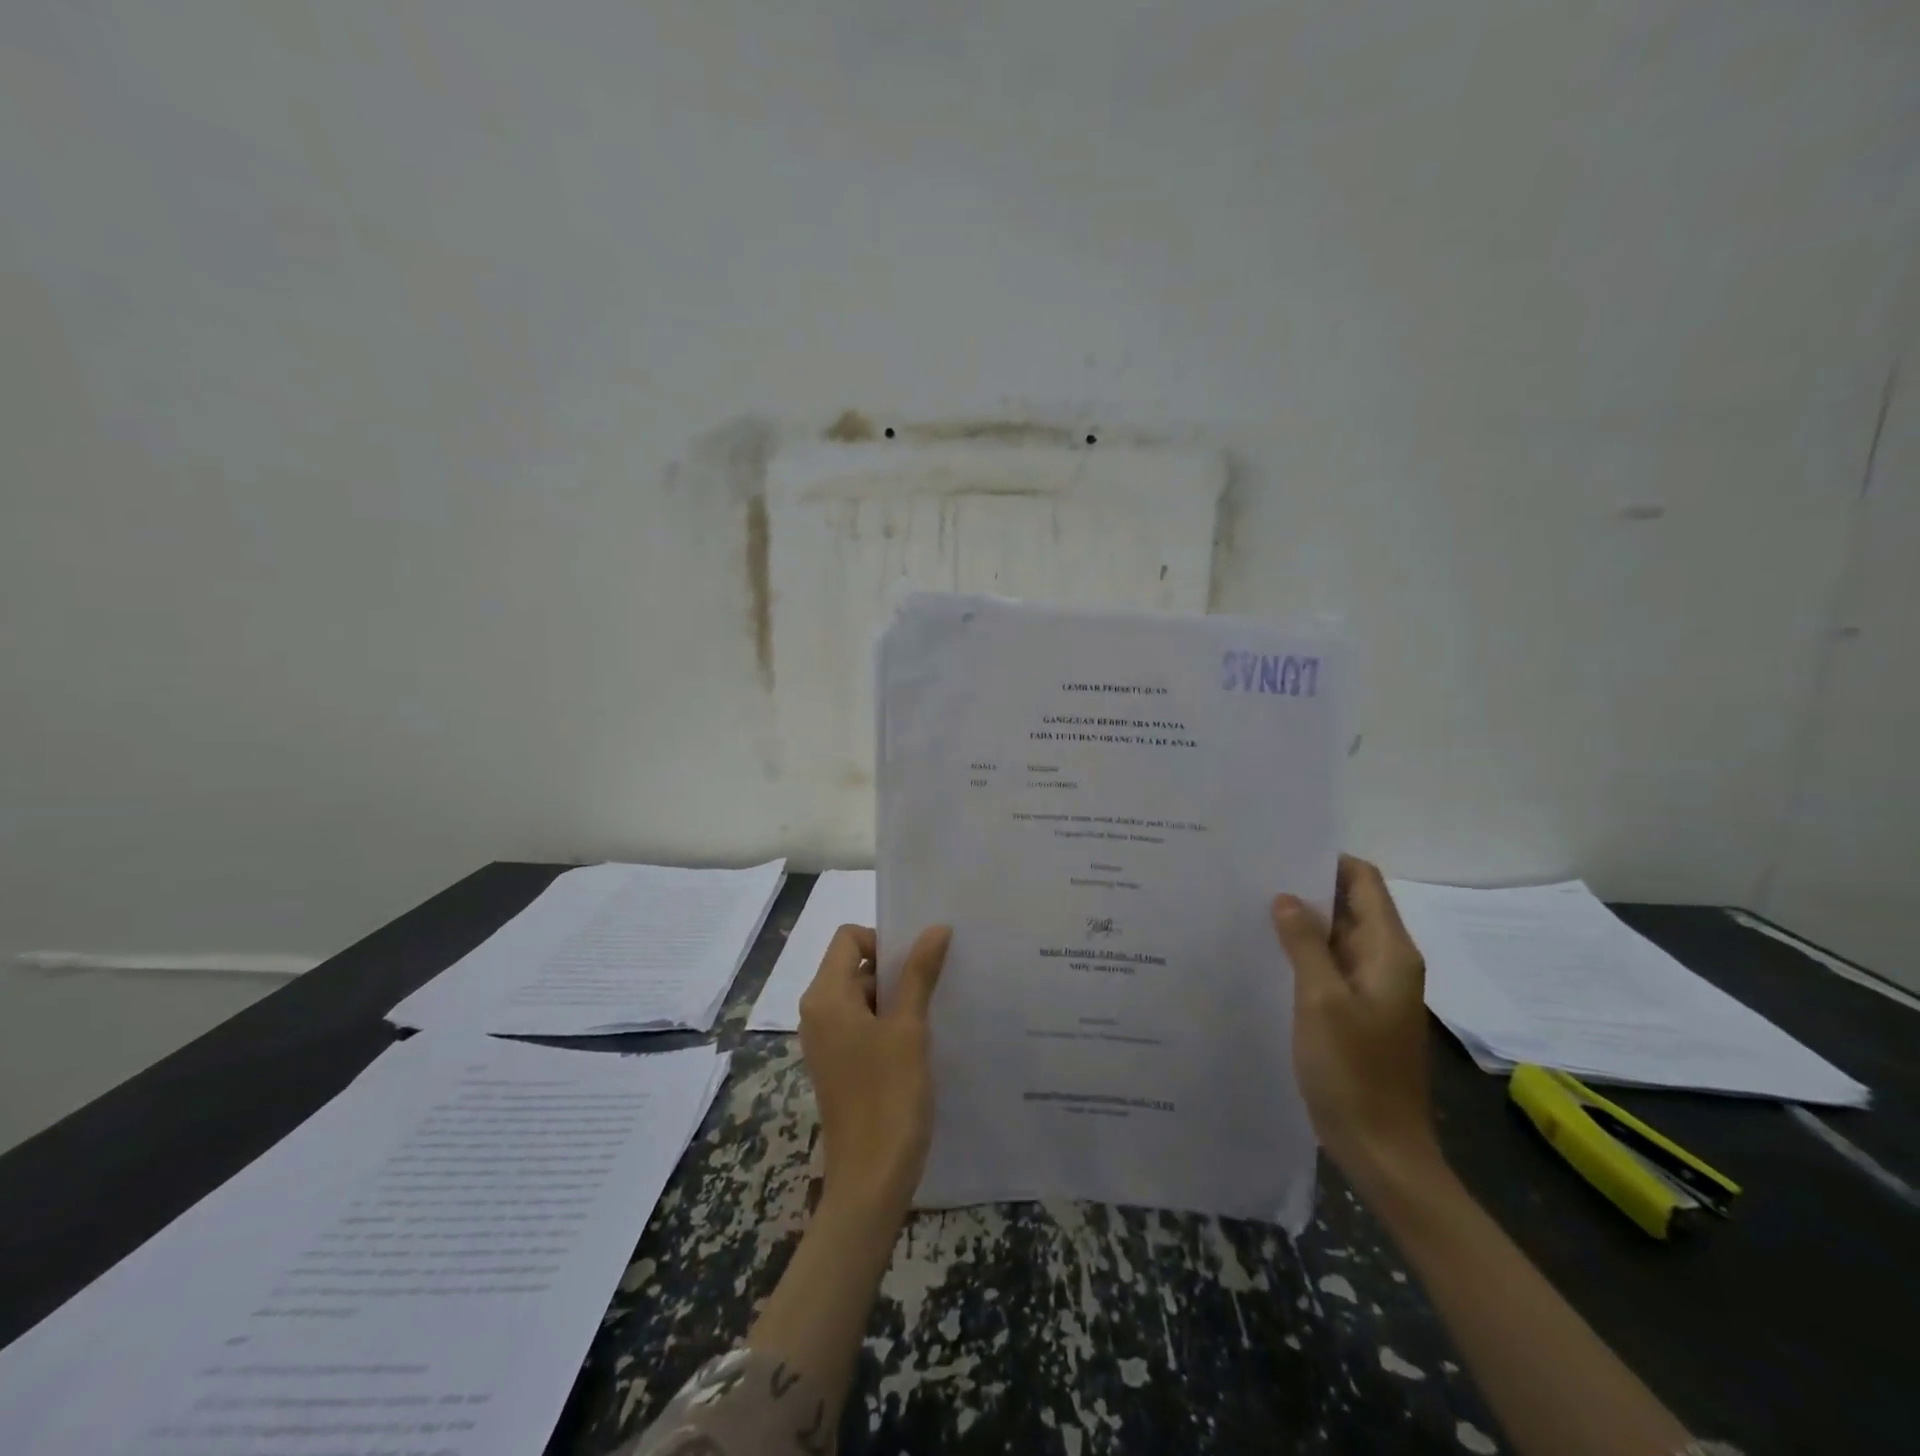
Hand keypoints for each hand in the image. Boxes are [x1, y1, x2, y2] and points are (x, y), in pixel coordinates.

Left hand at [798, 922, 951, 1217]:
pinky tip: (920, 1041)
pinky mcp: (838, 1064)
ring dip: (896, 998)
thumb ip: (919, 974)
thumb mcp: (909, 1029)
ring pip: (862, 996)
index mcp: (825, 997)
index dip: (884, 940)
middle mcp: (817, 1013)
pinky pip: (862, 1024)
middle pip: (855, 965)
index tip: (918, 962)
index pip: (849, 938)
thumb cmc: (888, 1096)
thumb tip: (935, 928)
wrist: (871, 1180)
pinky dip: (889, 1022)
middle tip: (936, 984)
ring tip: (934, 1013)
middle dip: (895, 969)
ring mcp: (826, 1041)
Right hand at [1273, 855, 1438, 1194]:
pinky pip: (1329, 965)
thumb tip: (1286, 898)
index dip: (1326, 860)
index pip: (1364, 881)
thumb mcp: (1321, 1000)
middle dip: (1305, 888)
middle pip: (1349, 905)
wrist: (1381, 1149)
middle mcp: (1385, 961)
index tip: (1279, 851)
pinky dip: (1302, 952)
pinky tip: (1264, 951)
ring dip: (1300, 921)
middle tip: (1252, 876)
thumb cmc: (1353, 1072)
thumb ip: (1304, 944)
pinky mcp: (1355, 1009)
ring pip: (1335, 936)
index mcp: (1389, 952)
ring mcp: (1372, 987)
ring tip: (1249, 906)